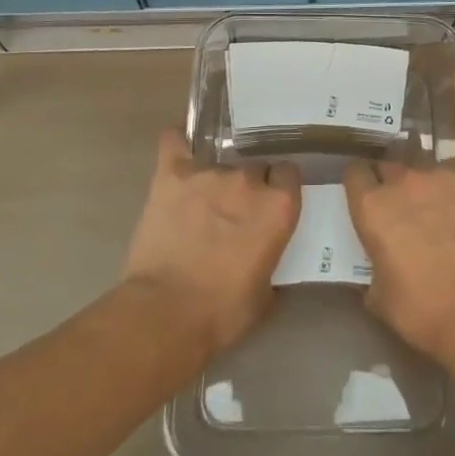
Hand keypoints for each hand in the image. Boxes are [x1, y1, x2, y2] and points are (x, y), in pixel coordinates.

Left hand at [121, 132, 301, 356]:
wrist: (165, 314)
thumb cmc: (222, 313)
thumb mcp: (265, 293)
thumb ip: (272, 257)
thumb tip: (268, 252)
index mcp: (278, 206)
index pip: (289, 174)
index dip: (280, 187)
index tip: (272, 202)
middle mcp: (248, 180)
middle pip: (255, 167)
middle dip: (248, 185)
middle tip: (234, 211)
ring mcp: (208, 172)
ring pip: (219, 161)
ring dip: (215, 178)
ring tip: (202, 200)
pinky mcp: (171, 174)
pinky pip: (174, 141)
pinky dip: (177, 141)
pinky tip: (179, 144)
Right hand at [344, 70, 454, 362]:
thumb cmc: (423, 311)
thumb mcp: (379, 297)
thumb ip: (371, 267)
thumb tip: (374, 263)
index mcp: (372, 208)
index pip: (355, 176)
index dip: (359, 184)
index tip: (363, 192)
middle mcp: (401, 182)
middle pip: (387, 164)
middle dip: (388, 176)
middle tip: (395, 191)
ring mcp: (440, 174)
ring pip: (419, 153)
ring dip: (415, 156)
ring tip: (411, 141)